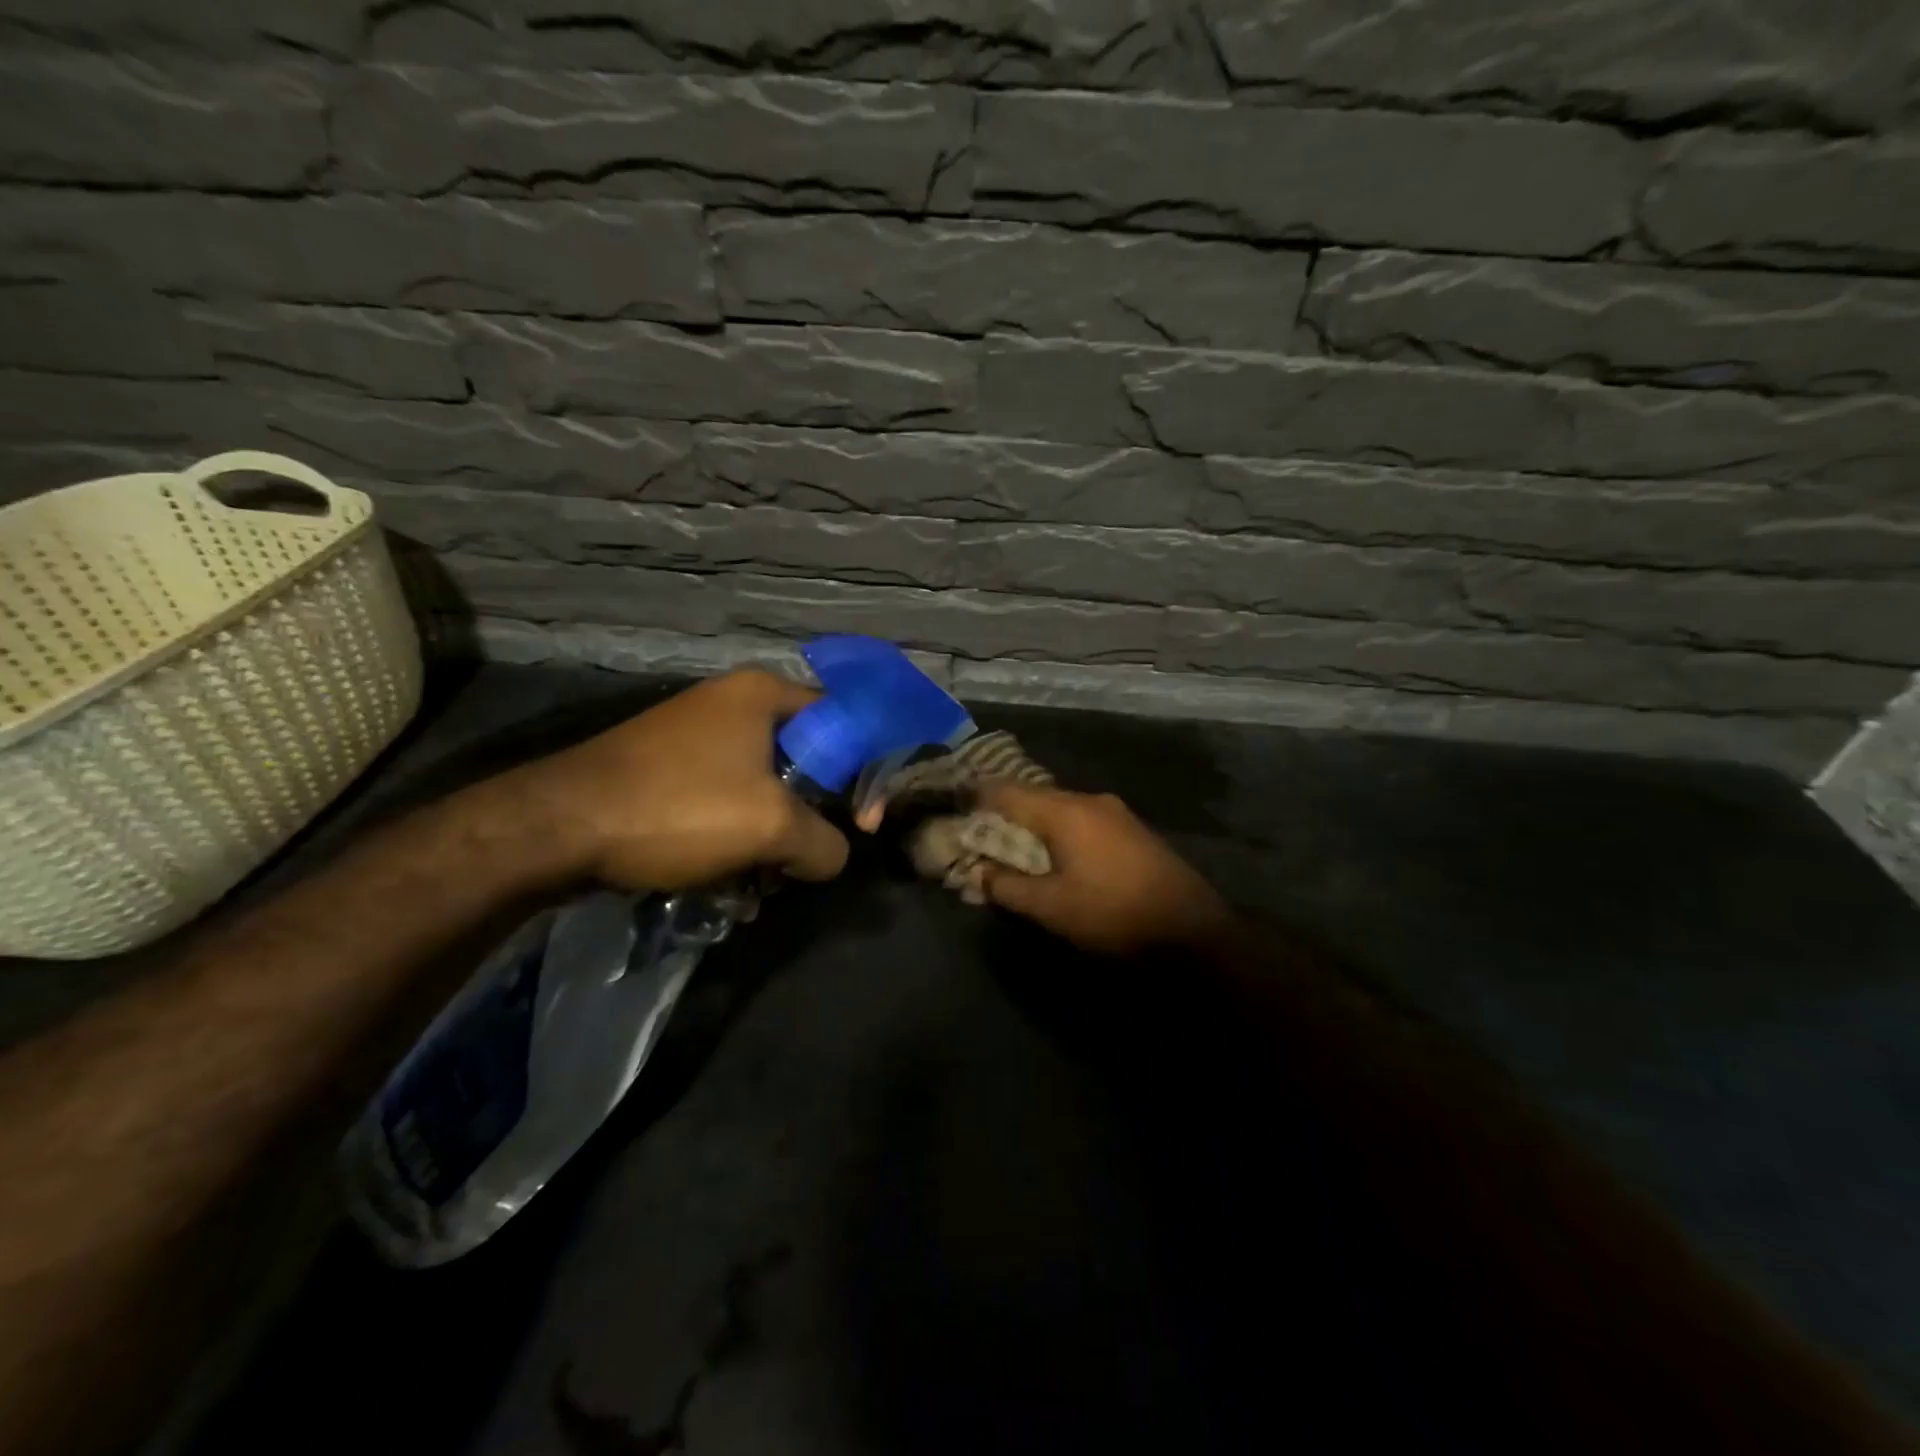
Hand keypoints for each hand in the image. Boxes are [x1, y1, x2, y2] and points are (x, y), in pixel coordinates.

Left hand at [515, 670, 848, 893]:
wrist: (556, 827)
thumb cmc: (679, 808)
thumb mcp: (772, 828)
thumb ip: (824, 844)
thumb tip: (830, 857)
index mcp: (763, 694)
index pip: (844, 722)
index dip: (864, 772)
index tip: (862, 821)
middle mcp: (731, 703)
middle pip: (804, 760)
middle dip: (810, 817)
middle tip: (806, 859)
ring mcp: (694, 735)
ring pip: (762, 787)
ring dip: (770, 838)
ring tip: (760, 884)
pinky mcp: (666, 768)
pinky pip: (723, 799)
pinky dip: (734, 836)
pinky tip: (725, 879)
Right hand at [969, 783, 1234, 955]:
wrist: (1194, 932)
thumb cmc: (1114, 915)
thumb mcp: (1051, 907)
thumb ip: (1007, 886)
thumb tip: (976, 872)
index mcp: (1065, 810)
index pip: (1005, 791)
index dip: (974, 799)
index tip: (951, 811)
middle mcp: (1089, 800)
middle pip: (1031, 798)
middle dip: (1000, 817)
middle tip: (974, 838)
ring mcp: (1114, 813)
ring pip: (1057, 810)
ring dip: (1029, 828)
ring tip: (1007, 851)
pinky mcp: (1131, 831)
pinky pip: (1080, 822)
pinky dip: (1056, 834)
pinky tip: (1051, 858)